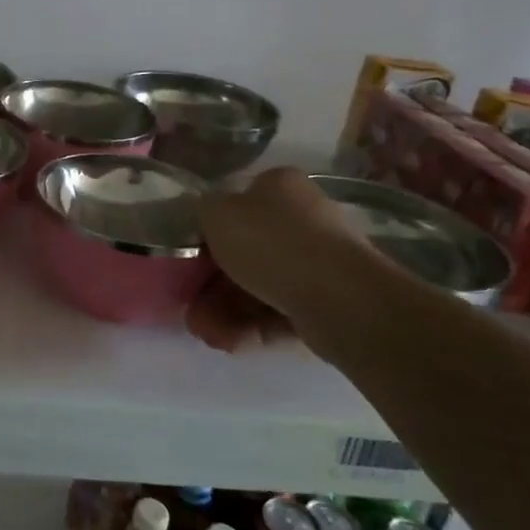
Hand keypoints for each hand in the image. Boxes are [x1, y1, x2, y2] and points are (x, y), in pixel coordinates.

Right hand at [188, 168, 368, 352]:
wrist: (338, 297)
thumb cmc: (271, 243)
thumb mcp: (216, 213)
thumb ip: (201, 211)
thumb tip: (205, 217)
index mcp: (280, 187)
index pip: (238, 204)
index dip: (210, 231)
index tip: (191, 257)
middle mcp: (303, 220)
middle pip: (245, 253)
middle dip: (212, 284)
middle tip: (190, 304)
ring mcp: (318, 264)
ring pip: (258, 288)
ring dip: (224, 312)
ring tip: (205, 332)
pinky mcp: (326, 305)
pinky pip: (278, 314)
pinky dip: (250, 328)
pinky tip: (229, 342)